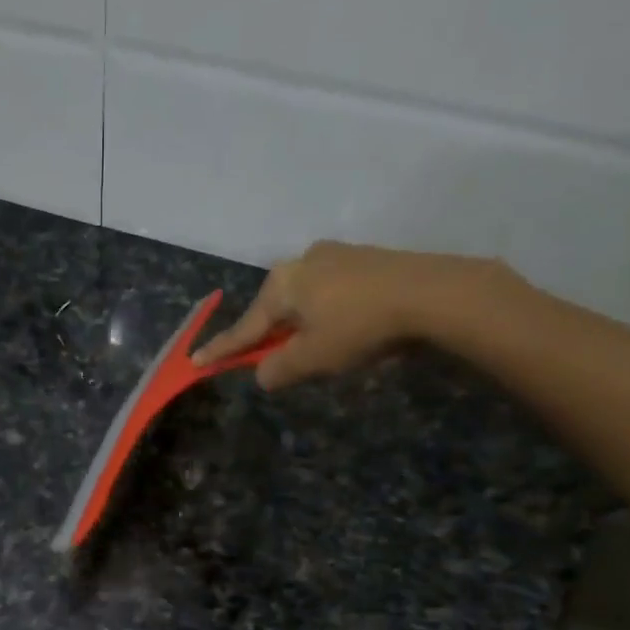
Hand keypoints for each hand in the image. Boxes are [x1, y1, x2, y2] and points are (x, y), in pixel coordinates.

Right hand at [191, 241, 516, 388]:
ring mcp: (337, 255)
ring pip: (306, 299)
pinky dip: (330, 314)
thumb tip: (263, 373)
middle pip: (276, 309)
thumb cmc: (360, 327)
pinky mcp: (368, 259)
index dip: (221, 350)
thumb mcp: (312, 359)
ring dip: (304, 325)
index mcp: (282, 283)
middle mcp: (303, 261)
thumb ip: (278, 369)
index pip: (245, 327)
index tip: (196, 361)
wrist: (433, 293)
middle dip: (272, 335)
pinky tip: (348, 328)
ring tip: (321, 348)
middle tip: (274, 360)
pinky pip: (334, 292)